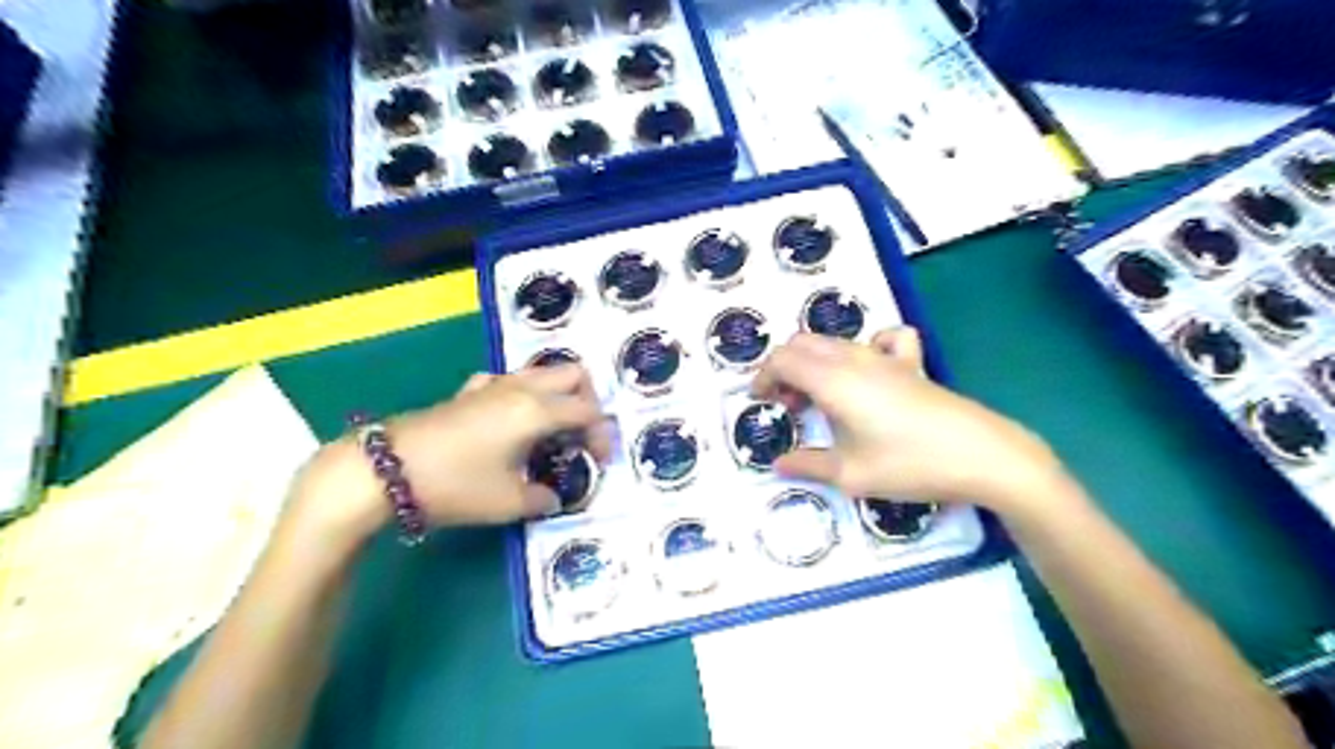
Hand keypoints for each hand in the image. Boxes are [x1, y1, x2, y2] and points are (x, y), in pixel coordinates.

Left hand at [292, 363, 609, 542]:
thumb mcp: (508, 502)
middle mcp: (521, 388)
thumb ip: (542, 498)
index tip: (600, 463)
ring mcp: (493, 385)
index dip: (603, 435)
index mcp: (537, 411)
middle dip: (589, 401)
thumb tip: (554, 497)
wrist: (385, 470)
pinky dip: (523, 394)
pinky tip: (511, 420)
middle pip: (573, 374)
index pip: (588, 411)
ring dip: (558, 395)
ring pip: (542, 373)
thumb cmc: (455, 484)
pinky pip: (508, 381)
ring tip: (552, 430)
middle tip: (582, 435)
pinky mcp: (469, 392)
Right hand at [755, 330, 1072, 516]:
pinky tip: (870, 372)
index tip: (760, 401)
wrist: (982, 456)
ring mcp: (886, 357)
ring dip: (814, 361)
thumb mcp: (850, 474)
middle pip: (803, 343)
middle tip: (788, 404)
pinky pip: (884, 339)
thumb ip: (808, 465)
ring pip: (834, 341)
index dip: (763, 377)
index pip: (782, 360)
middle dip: (784, 368)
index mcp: (832, 380)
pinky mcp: (913, 364)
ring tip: (819, 398)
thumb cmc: (909, 464)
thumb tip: (779, 464)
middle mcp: (854, 359)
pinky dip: (865, 348)